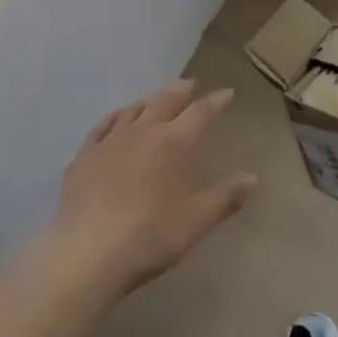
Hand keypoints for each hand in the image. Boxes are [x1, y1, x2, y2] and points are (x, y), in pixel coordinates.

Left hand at [48, 81, 257, 299]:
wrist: (88, 252)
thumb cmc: (151, 236)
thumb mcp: (197, 221)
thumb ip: (226, 198)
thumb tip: (252, 178)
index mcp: (174, 142)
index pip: (201, 112)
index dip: (216, 101)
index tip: (227, 93)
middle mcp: (143, 131)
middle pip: (165, 100)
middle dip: (181, 91)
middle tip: (191, 84)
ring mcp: (111, 140)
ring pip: (134, 109)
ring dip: (150, 100)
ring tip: (156, 99)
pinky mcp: (85, 155)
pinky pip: (104, 125)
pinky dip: (117, 116)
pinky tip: (117, 119)